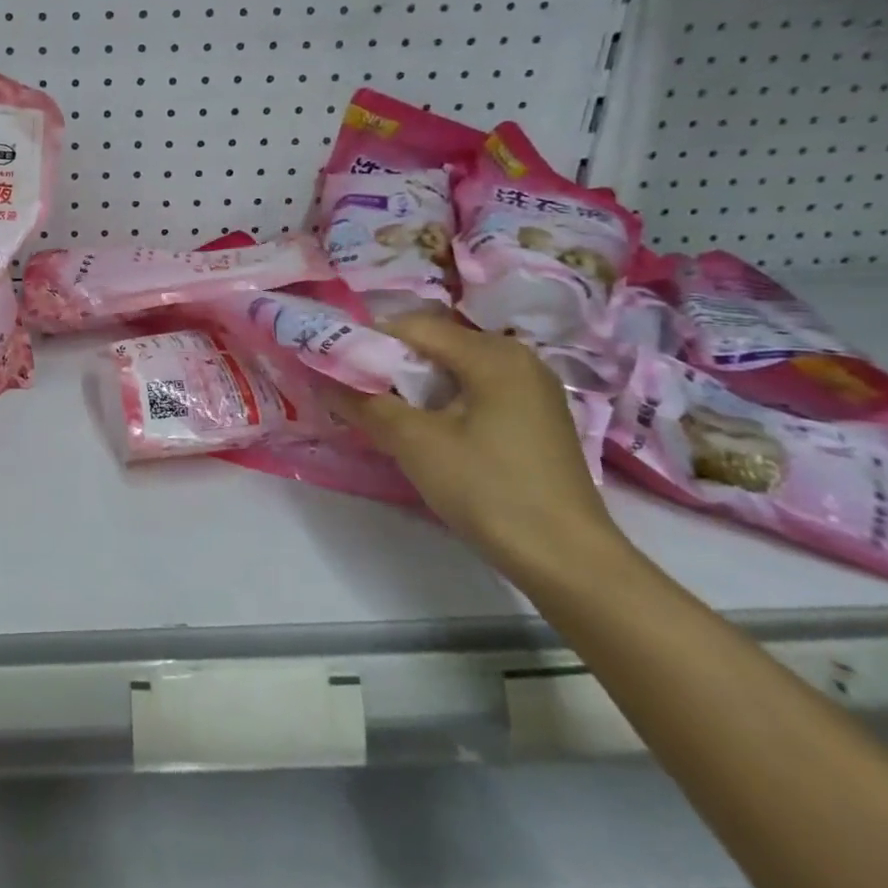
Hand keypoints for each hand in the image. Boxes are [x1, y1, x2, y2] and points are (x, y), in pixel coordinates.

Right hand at [331, 312, 626, 581]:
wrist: (568, 560)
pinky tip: (426, 430)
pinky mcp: (535, 418)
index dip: (367, 342)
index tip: (334, 367)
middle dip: (390, 365)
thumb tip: (320, 378)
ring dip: (413, 385)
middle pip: (434, 345)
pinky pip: (475, 391)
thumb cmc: (488, 489)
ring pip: (453, 370)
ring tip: (383, 413)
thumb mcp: (415, 443)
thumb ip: (364, 403)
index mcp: (493, 353)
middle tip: (354, 393)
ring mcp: (531, 389)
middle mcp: (517, 358)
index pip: (412, 327)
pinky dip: (442, 401)